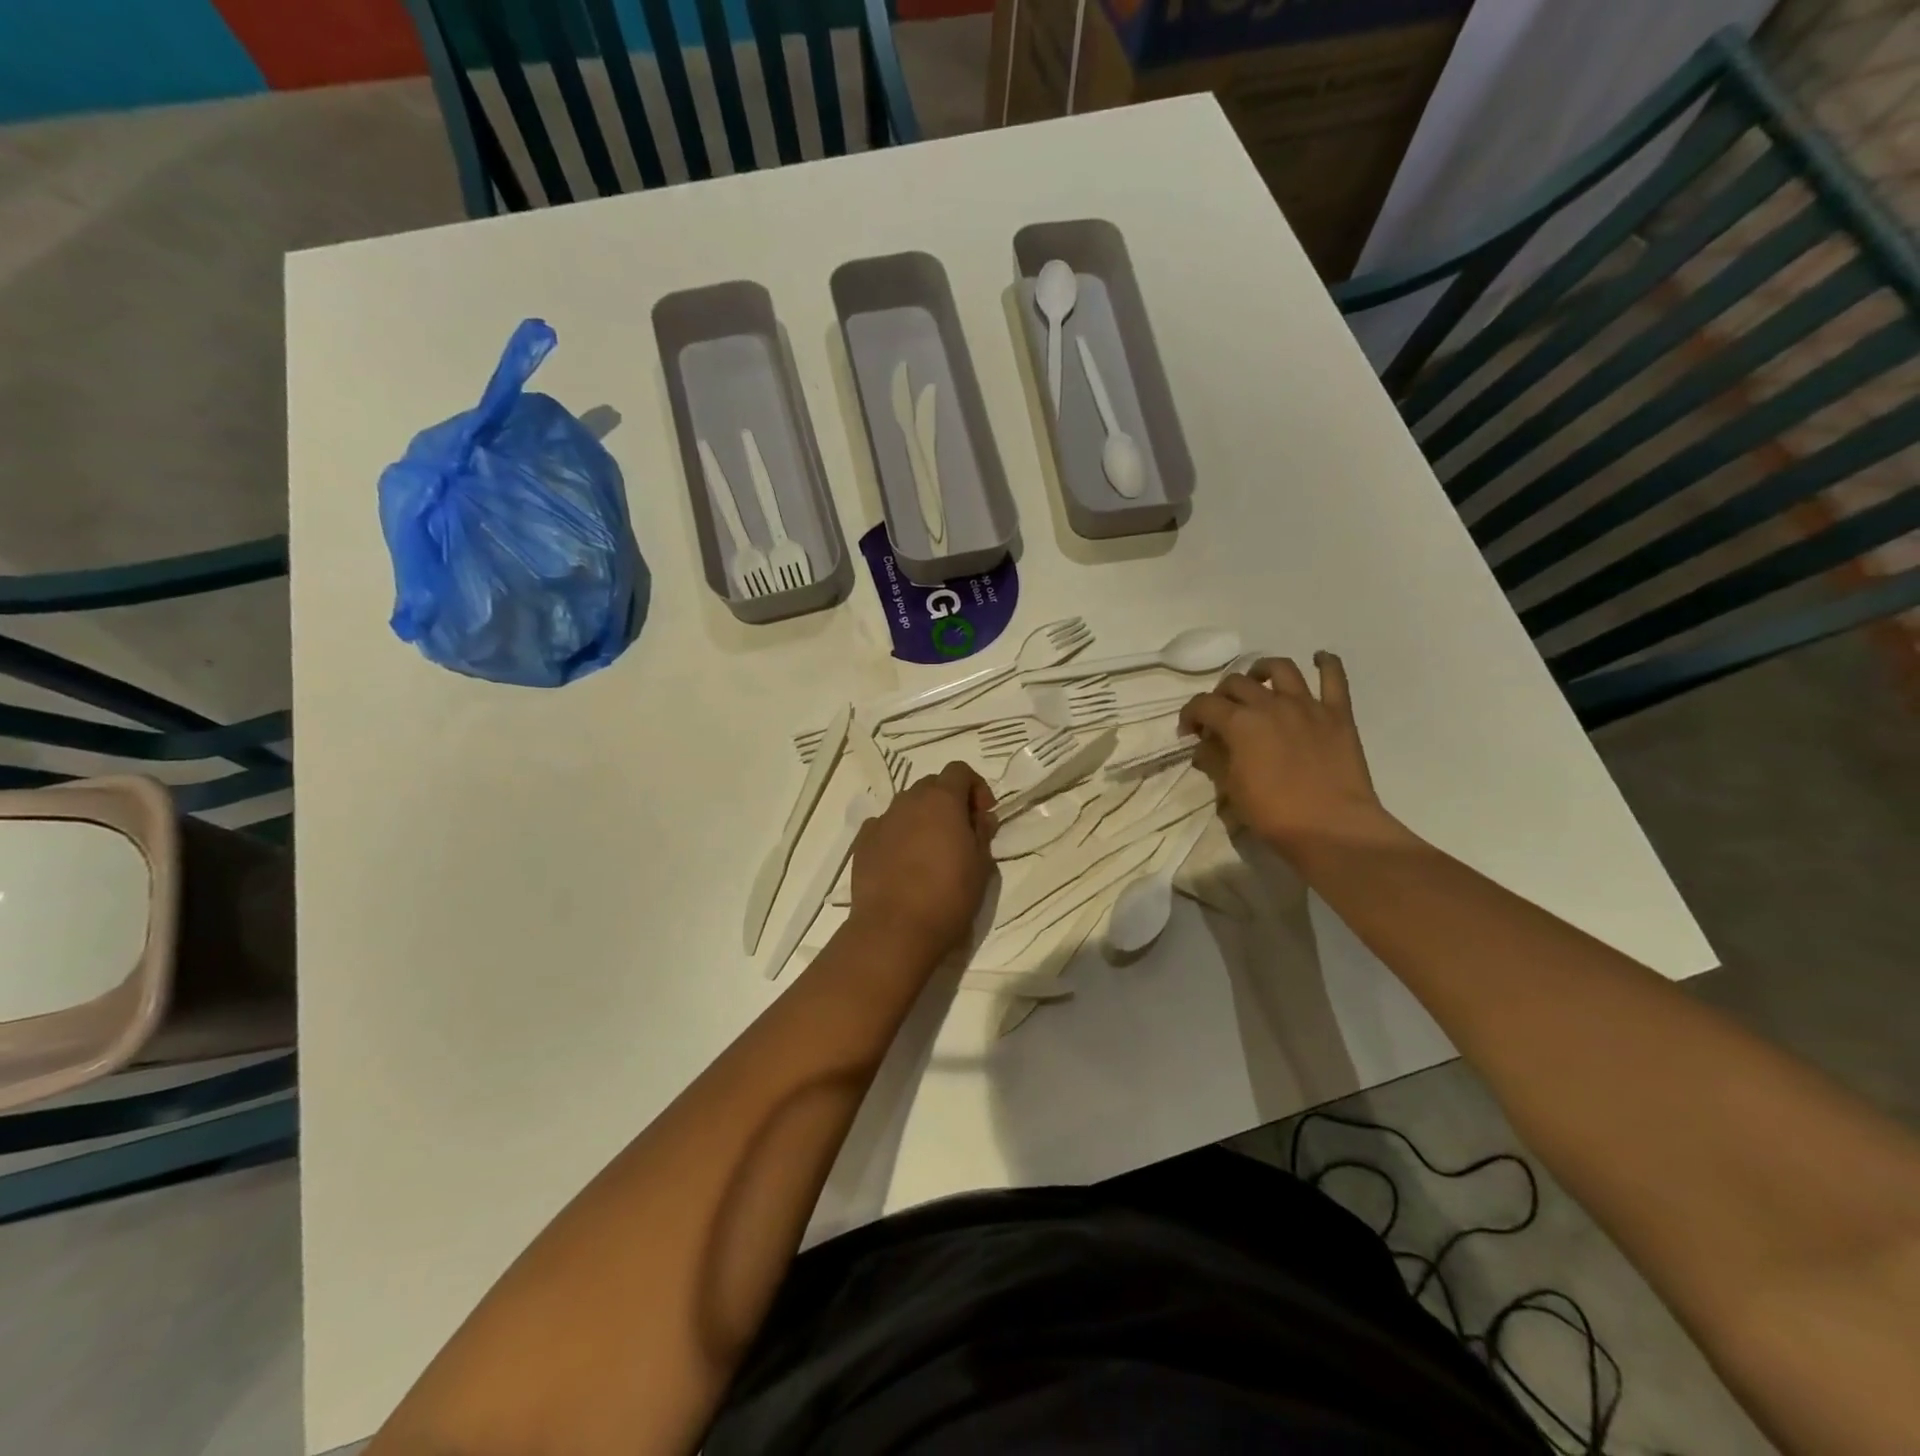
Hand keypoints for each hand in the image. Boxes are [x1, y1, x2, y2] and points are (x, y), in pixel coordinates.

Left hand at [847, 762, 995, 964]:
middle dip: (949, 802)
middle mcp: (909, 801)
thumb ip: (982, 833)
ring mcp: (882, 820)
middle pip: (932, 785)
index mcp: (942, 800)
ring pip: (907, 806)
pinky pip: (885, 827)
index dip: (976, 788)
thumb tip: (981, 818)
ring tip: (931, 851)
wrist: (894, 930)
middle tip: (960, 834)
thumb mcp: (981, 866)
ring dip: (923, 818)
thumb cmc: (948, 896)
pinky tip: (903, 862)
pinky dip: (898, 835)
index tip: (983, 816)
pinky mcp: (863, 842)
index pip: (960, 770)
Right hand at [1178, 653, 1396, 858]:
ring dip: (1263, 670)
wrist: (1332, 828)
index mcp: (1240, 723)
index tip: (1189, 732)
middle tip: (1220, 716)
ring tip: (1258, 682)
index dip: (1190, 715)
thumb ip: (1215, 760)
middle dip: (1221, 695)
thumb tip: (1205, 746)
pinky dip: (1326, 663)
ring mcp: (1307, 705)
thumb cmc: (1274, 814)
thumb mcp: (1232, 790)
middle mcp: (1270, 704)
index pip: (1203, 705)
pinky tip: (1319, 658)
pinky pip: (1334, 678)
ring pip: (1280, 669)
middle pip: (1236, 683)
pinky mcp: (1338, 714)